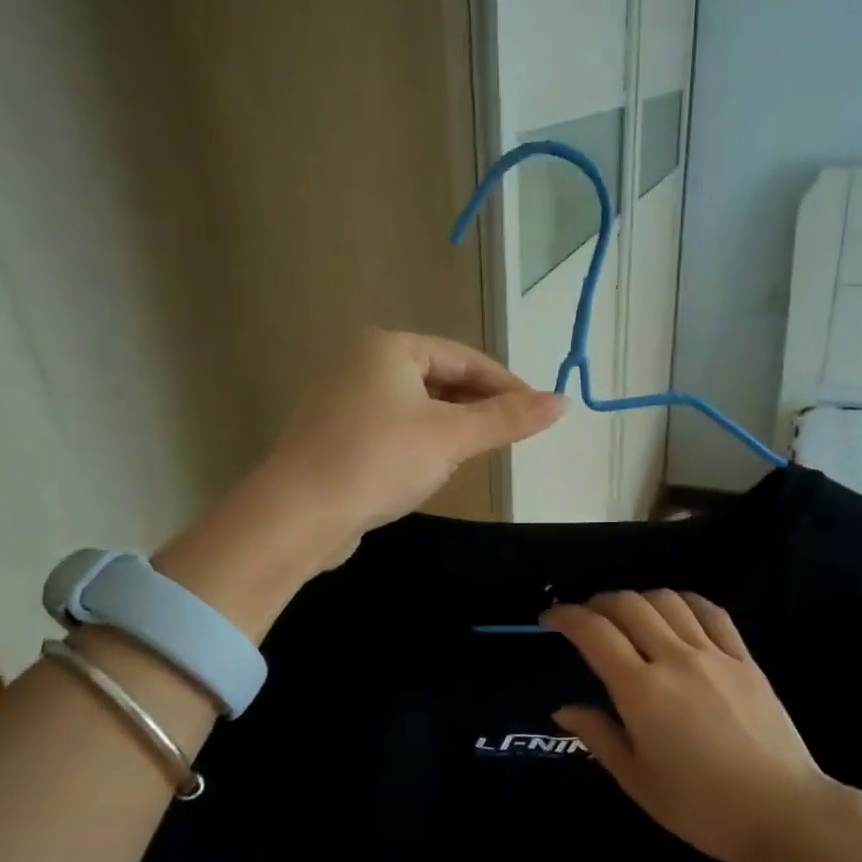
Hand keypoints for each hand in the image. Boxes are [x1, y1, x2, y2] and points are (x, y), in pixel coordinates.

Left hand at [156, 331, 561, 641]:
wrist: (298, 515)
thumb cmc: (379, 461)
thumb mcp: (451, 437)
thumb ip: (507, 419)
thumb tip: (562, 402)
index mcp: (388, 346)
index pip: (464, 357)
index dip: (506, 384)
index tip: (537, 412)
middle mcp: (361, 362)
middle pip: (439, 377)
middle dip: (477, 406)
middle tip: (512, 435)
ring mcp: (341, 398)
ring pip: (415, 404)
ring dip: (451, 425)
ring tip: (478, 452)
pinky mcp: (333, 434)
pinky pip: (392, 427)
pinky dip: (420, 441)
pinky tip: (432, 467)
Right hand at [542, 591, 828, 861]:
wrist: (782, 812)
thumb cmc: (701, 807)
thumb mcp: (638, 781)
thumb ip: (599, 737)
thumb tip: (564, 710)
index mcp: (642, 691)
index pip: (594, 633)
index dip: (566, 616)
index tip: (549, 620)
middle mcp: (675, 659)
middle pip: (629, 606)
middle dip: (598, 603)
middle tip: (585, 619)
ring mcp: (714, 654)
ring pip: (668, 601)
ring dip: (639, 598)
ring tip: (627, 615)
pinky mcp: (745, 659)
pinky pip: (711, 612)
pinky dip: (685, 602)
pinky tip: (676, 611)